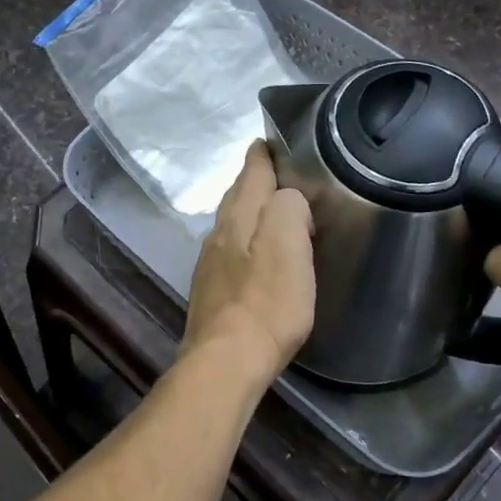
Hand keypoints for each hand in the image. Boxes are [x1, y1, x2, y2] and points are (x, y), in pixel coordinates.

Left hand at [182, 143, 314, 381]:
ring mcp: (210, 261)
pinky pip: (230, 249)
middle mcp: (218, 231)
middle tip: (280, 172)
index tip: (275, 140)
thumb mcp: (290, 244)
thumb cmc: (267, 302)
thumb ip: (289, 207)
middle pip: (238, 194)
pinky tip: (256, 253)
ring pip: (232, 222)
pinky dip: (245, 240)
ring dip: (250, 210)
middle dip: (256, 180)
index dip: (264, 153)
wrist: (227, 359)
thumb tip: (288, 199)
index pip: (251, 170)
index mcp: (239, 215)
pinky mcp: (211, 288)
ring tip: (273, 210)